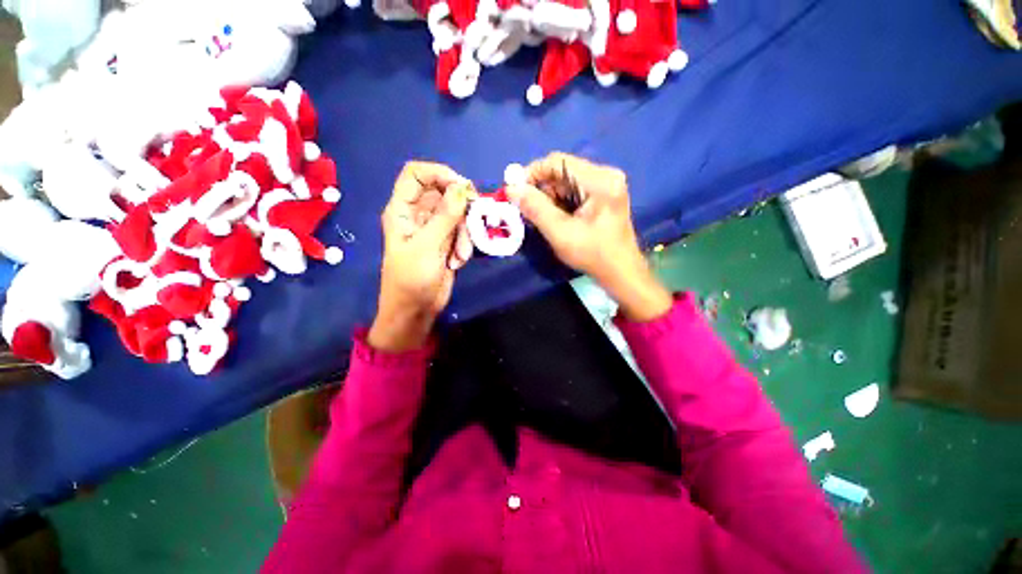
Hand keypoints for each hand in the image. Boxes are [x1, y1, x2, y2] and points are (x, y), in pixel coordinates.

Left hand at [368, 162, 474, 351]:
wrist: (416, 310)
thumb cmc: (412, 279)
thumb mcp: (428, 246)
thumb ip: (446, 216)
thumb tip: (463, 187)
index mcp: (403, 210)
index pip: (416, 174)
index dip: (439, 173)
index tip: (462, 187)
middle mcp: (418, 215)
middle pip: (443, 192)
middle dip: (461, 207)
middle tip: (474, 218)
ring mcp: (434, 228)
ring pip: (457, 214)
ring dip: (464, 234)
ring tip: (459, 256)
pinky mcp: (447, 242)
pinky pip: (462, 232)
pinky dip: (464, 246)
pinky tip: (457, 262)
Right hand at [506, 153, 671, 321]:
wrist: (620, 272)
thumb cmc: (593, 254)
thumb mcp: (560, 233)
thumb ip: (535, 209)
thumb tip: (511, 189)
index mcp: (599, 180)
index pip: (558, 162)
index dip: (532, 173)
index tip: (515, 190)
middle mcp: (605, 175)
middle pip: (562, 171)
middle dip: (541, 189)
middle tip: (525, 209)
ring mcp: (606, 185)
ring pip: (566, 182)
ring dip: (549, 197)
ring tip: (540, 218)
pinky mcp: (603, 195)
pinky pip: (574, 191)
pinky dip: (559, 202)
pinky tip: (554, 218)